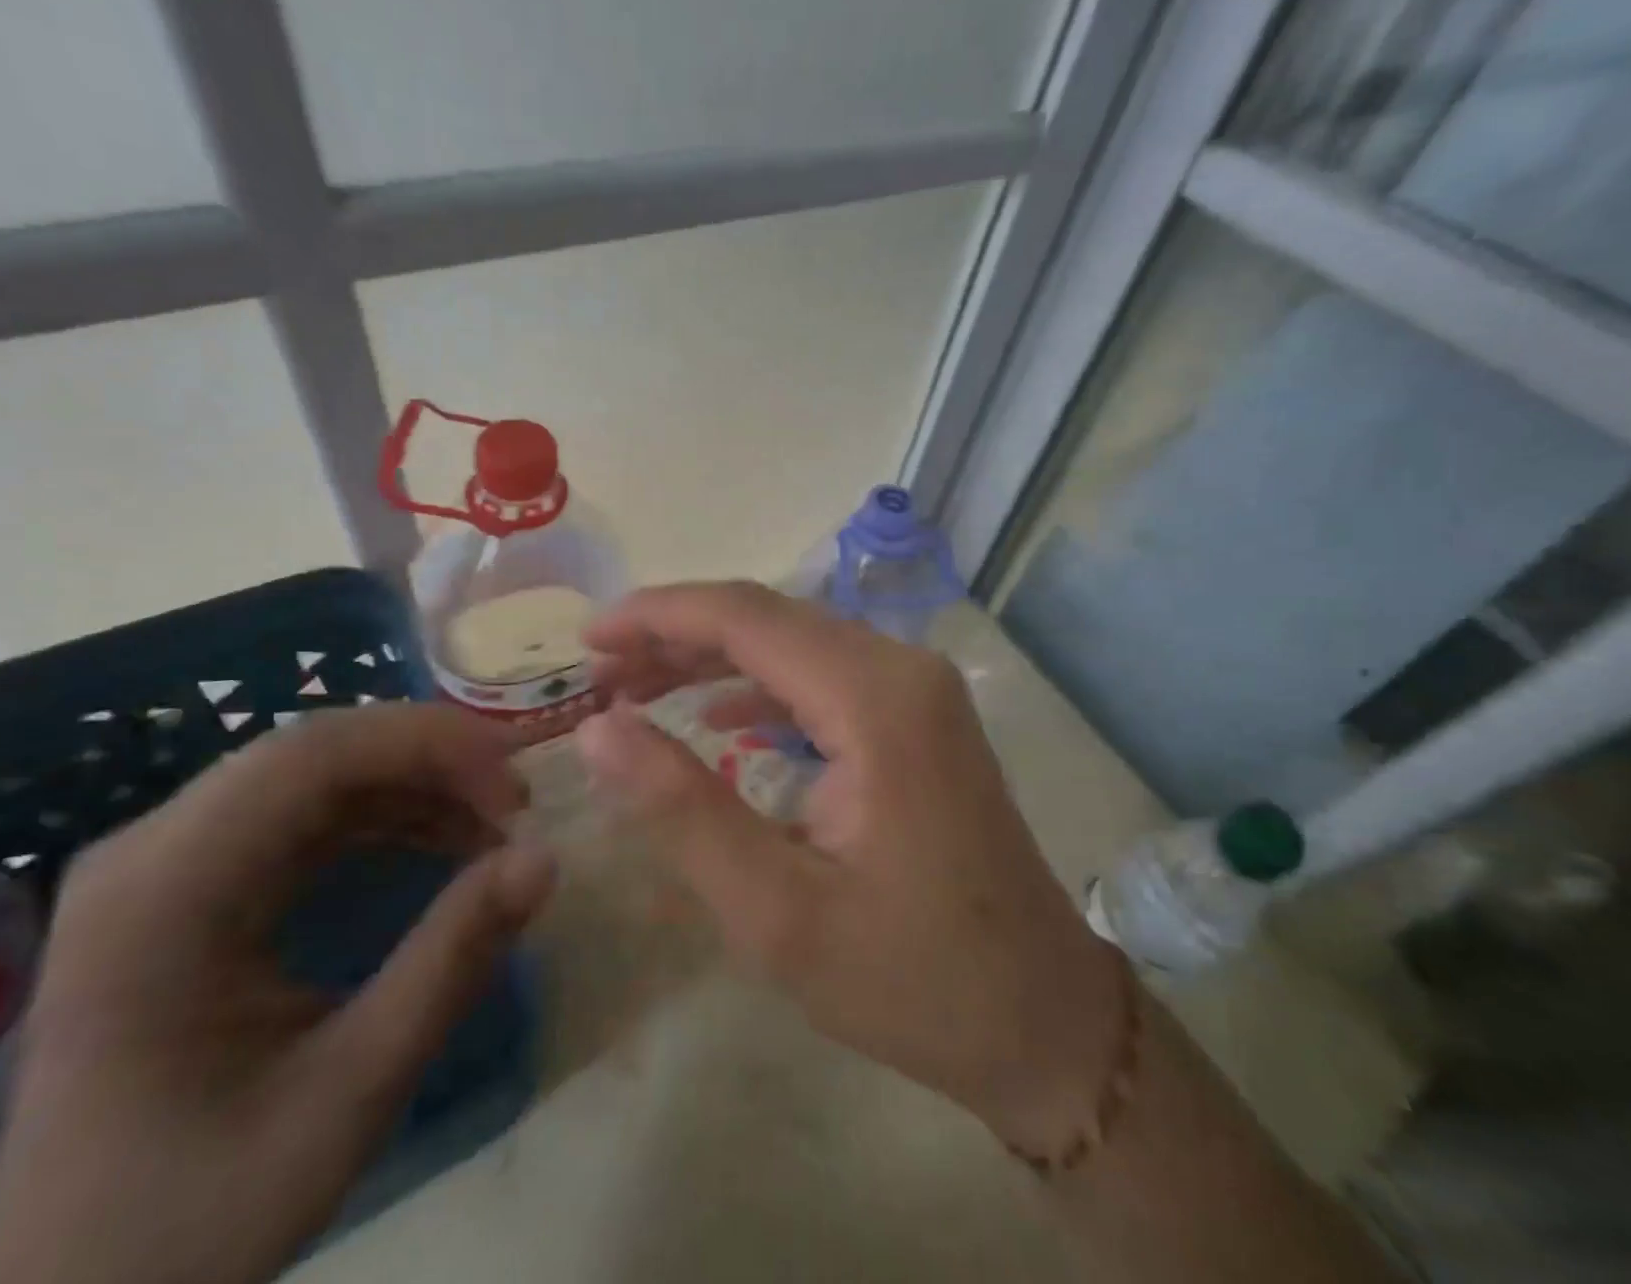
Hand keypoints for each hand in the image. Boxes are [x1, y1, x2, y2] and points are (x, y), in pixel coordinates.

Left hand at [0, 705, 553, 1283]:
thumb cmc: (195, 1212)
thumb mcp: (347, 1095)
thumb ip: (450, 963)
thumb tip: (545, 858)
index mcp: (161, 890)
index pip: (309, 755)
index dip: (426, 745)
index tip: (515, 786)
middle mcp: (152, 849)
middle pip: (314, 751)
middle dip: (430, 760)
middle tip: (516, 801)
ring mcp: (167, 861)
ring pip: (315, 773)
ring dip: (414, 784)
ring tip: (495, 823)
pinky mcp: (191, 882)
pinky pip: (305, 813)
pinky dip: (385, 815)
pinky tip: (442, 842)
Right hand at [576, 582, 1120, 1147]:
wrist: (1043, 1017)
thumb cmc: (911, 977)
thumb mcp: (776, 911)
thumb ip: (681, 809)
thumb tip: (595, 729)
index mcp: (875, 698)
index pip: (746, 617)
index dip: (658, 615)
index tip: (587, 636)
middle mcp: (902, 668)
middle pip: (770, 619)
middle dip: (677, 634)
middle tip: (600, 667)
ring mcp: (918, 688)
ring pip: (795, 642)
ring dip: (714, 657)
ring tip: (638, 686)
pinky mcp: (919, 716)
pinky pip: (824, 676)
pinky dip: (761, 686)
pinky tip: (717, 717)